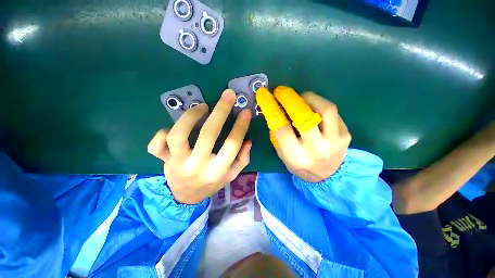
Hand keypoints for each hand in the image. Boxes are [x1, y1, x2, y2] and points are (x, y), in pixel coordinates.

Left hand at [148, 89, 251, 203]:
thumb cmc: (211, 184)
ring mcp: (177, 163)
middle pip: (208, 135)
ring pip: (178, 135)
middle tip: (228, 95)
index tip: (245, 111)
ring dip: (190, 116)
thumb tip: (247, 141)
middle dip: (221, 111)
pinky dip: (162, 132)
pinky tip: (172, 128)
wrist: (186, 197)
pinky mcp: (163, 161)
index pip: (232, 144)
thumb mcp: (231, 175)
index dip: (240, 126)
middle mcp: (198, 166)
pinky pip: (156, 145)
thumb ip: (242, 159)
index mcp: (217, 171)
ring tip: (202, 107)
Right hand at [257, 87, 350, 182]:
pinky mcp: (345, 135)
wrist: (328, 176)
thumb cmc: (301, 166)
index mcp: (296, 157)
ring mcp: (334, 141)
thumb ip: (278, 136)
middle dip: (289, 99)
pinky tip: (312, 106)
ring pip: (324, 109)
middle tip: (281, 91)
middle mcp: (316, 149)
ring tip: (299, 97)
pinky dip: (319, 104)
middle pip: (304, 117)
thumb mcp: (283, 155)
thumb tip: (275, 112)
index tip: (266, 97)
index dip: (272, 109)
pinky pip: (332, 112)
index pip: (282, 129)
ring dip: (308, 97)